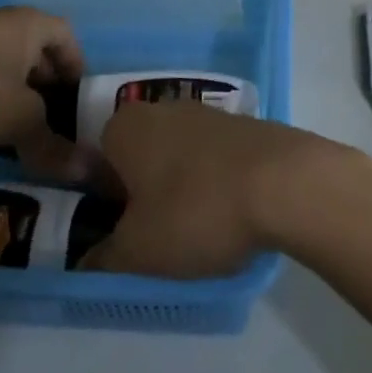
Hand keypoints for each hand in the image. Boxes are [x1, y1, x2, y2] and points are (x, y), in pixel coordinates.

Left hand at [0, 8, 89, 181]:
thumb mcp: (19, 122)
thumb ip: (54, 146)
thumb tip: (91, 172)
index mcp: (28, 23)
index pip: (66, 34)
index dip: (76, 64)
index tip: (77, 97)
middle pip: (33, 46)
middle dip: (44, 81)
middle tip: (50, 117)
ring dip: (10, 88)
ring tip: (12, 126)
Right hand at [81, 103, 362, 277]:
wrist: (286, 182)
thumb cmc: (196, 210)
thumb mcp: (138, 251)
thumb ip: (104, 257)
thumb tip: (85, 262)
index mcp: (126, 127)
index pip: (96, 162)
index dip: (103, 202)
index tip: (120, 235)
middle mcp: (163, 109)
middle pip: (140, 157)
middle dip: (143, 195)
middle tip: (156, 238)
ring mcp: (208, 114)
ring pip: (179, 158)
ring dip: (181, 190)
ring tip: (197, 232)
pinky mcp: (244, 126)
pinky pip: (215, 159)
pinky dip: (215, 184)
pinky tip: (231, 215)